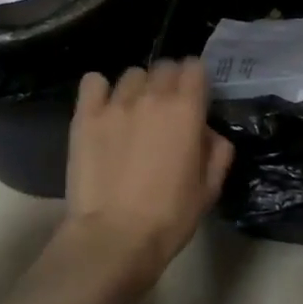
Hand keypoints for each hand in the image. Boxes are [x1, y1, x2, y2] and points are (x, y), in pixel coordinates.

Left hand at [61, 60, 234, 294]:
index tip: (195, 96)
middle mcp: (152, 97)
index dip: (196, 80)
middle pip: (164, 67)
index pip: (194, 67)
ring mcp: (115, 104)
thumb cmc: (169, 217)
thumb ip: (217, 152)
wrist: (114, 237)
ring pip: (131, 74)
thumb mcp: (209, 189)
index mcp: (187, 110)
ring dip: (138, 88)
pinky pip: (93, 82)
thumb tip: (208, 133)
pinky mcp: (85, 116)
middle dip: (170, 81)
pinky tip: (103, 108)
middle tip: (167, 108)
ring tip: (134, 112)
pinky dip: (100, 89)